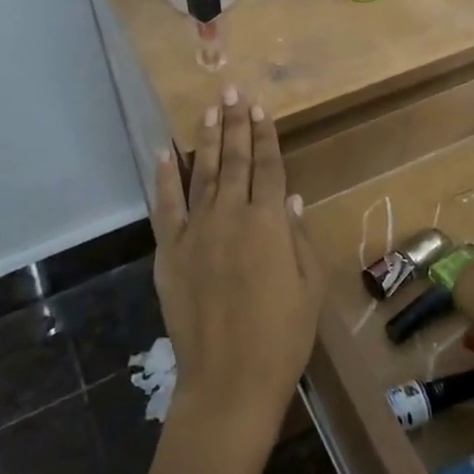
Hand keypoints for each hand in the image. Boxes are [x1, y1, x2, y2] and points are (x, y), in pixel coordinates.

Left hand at [151, 88, 319, 442]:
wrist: (228, 381)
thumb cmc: (282, 337)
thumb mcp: (308, 287)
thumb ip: (299, 238)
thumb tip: (292, 198)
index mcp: (269, 224)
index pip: (269, 168)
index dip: (266, 136)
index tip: (262, 109)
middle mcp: (231, 217)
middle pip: (235, 162)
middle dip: (236, 124)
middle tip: (234, 92)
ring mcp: (196, 233)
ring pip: (203, 174)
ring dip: (207, 139)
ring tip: (210, 109)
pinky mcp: (170, 252)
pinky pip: (166, 207)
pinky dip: (165, 178)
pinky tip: (165, 152)